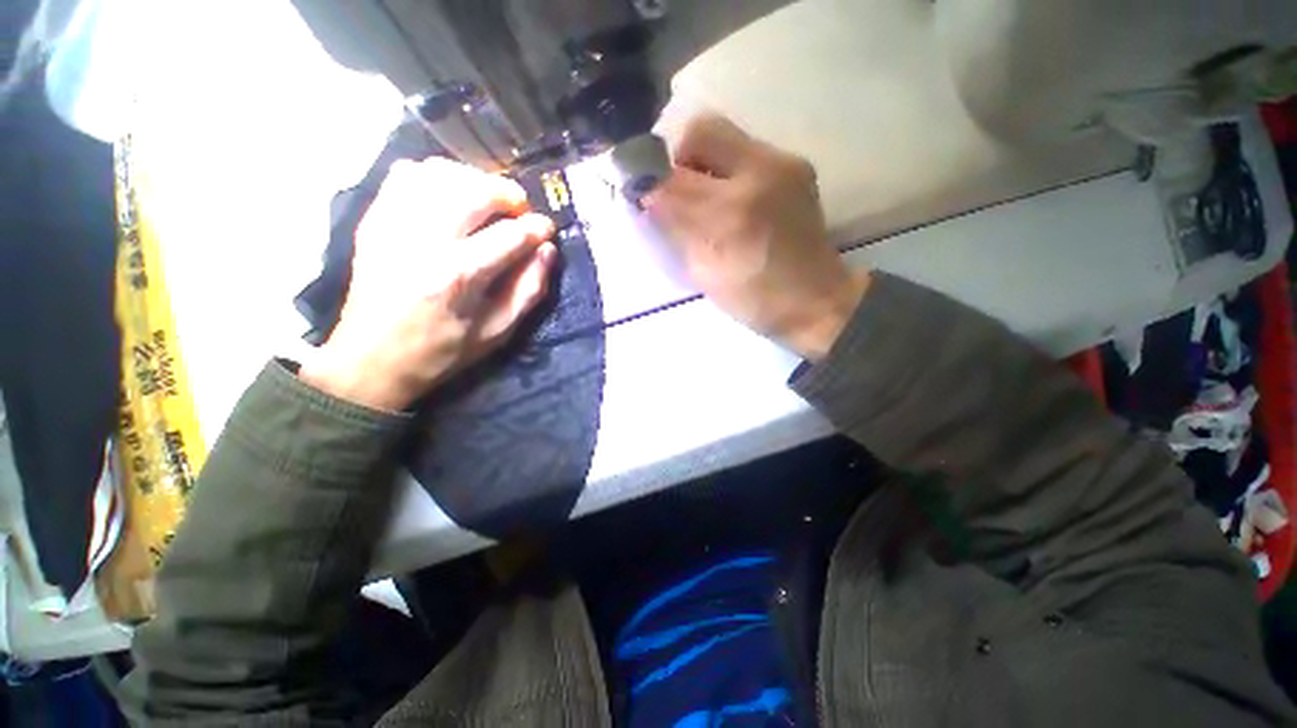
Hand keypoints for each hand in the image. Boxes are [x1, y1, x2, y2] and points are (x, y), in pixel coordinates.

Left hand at [301, 159, 556, 410]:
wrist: (371, 360)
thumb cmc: (442, 352)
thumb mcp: (498, 332)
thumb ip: (529, 290)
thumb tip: (547, 251)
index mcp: (458, 276)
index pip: (510, 235)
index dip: (537, 228)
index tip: (547, 229)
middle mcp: (422, 240)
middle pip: (474, 191)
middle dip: (508, 194)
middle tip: (521, 211)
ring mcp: (392, 225)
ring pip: (439, 173)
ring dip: (474, 180)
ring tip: (488, 200)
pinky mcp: (373, 220)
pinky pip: (405, 175)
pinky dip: (436, 176)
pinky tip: (451, 195)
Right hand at [644, 114, 868, 360]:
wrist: (816, 300)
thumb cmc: (755, 300)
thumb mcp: (705, 273)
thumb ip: (674, 231)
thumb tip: (647, 198)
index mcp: (731, 218)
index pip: (673, 180)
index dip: (649, 183)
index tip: (643, 196)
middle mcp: (760, 176)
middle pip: (701, 131)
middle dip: (677, 158)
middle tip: (676, 190)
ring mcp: (784, 165)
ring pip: (723, 134)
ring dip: (701, 162)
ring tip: (704, 195)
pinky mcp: (796, 166)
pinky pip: (745, 149)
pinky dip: (725, 167)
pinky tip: (730, 196)